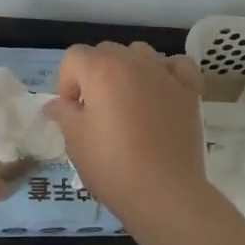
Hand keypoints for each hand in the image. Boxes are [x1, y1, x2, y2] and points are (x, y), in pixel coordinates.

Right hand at [43, 42, 207, 222]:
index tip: (70, 111)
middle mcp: (133, 62)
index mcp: (101, 70)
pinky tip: (161, 91)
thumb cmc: (113, 165)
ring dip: (127, 69)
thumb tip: (55, 104)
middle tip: (95, 110)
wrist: (165, 193)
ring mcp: (164, 74)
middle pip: (105, 51)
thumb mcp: (75, 140)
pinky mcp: (189, 90)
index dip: (66, 82)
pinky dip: (166, 72)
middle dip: (94, 74)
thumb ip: (63, 113)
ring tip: (127, 101)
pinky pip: (176, 65)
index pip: (73, 57)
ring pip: (139, 54)